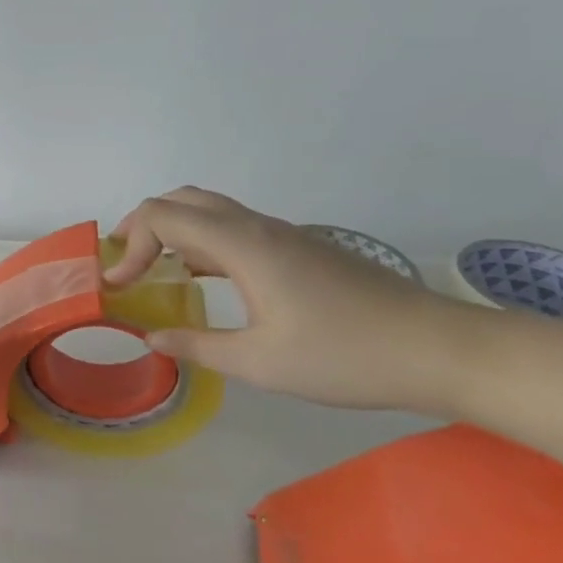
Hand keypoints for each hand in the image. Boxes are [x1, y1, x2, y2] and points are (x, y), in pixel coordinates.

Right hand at [103, 187, 466, 412]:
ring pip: (210, 208)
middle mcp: (257, 228)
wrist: (443, 351)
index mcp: (242, 246)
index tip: (119, 286)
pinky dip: (200, 239)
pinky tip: (203, 278)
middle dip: (142, 224)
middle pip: (182, 199)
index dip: (130, 245)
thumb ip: (197, 346)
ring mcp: (283, 235)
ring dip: (172, 229)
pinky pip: (233, 226)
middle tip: (124, 262)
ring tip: (153, 268)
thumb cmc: (347, 356)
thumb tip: (151, 337)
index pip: (162, 217)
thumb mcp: (260, 363)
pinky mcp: (300, 248)